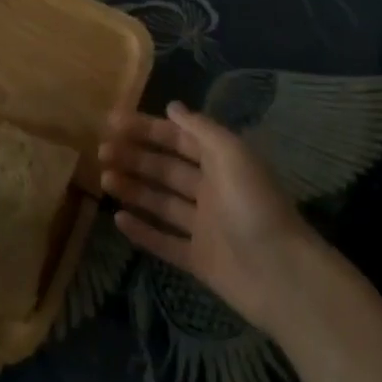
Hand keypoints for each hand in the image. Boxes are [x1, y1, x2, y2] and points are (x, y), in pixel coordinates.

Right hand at [99, 101, 323, 332]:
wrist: (280, 274)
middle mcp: (211, 190)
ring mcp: (204, 227)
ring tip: (104, 179)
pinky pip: (164, 241)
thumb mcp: (230, 153)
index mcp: (221, 162)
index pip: (178, 139)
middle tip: (101, 151)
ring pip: (161, 202)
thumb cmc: (254, 204)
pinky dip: (142, 231)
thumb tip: (172, 107)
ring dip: (133, 189)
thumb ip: (200, 129)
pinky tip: (118, 219)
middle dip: (134, 157)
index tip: (113, 122)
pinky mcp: (198, 260)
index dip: (147, 128)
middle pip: (166, 168)